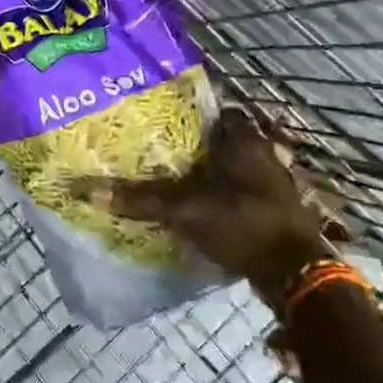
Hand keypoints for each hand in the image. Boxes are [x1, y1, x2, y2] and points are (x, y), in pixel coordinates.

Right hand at [94, 110, 345, 307]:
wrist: (296, 274)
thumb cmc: (242, 223)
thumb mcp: (185, 210)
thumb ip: (139, 200)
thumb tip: (86, 190)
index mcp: (243, 138)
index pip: (212, 108)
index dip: (186, 110)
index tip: (156, 116)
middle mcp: (260, 151)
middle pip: (219, 137)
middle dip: (192, 141)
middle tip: (155, 146)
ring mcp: (270, 180)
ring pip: (230, 164)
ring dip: (206, 168)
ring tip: (169, 174)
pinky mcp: (272, 207)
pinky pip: (238, 188)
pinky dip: (218, 191)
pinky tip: (195, 202)